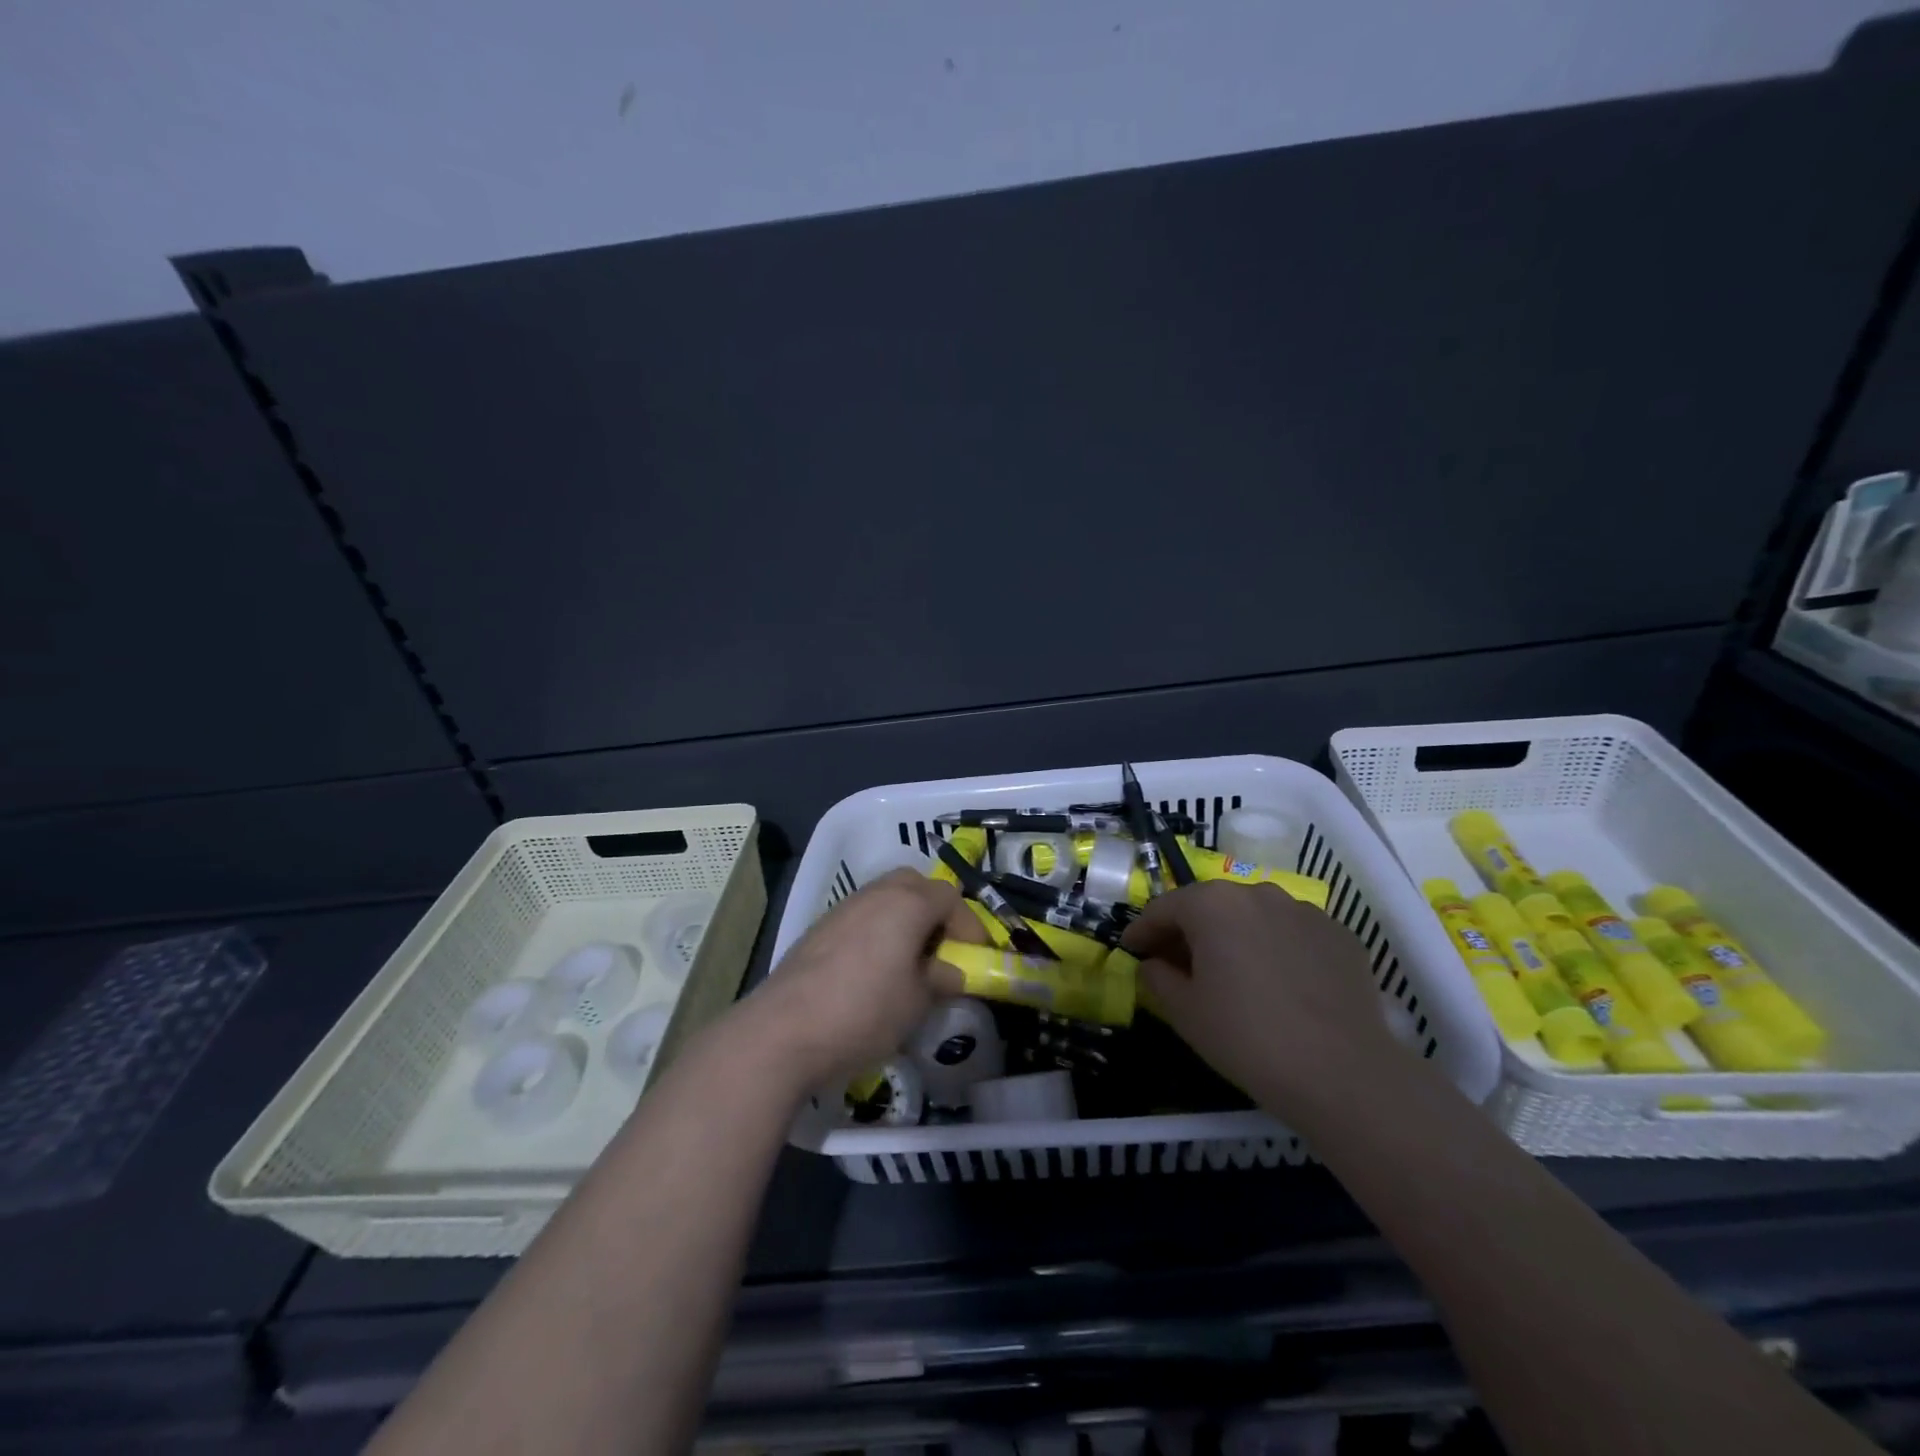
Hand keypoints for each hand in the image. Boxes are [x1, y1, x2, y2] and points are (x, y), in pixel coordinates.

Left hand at [742, 869, 965, 1090]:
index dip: (969, 925)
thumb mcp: (917, 1002)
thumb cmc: (864, 1012)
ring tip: (909, 961)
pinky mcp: (819, 927)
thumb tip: (951, 971)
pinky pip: (861, 915)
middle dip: (935, 911)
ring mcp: (843, 907)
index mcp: (907, 903)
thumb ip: (941, 979)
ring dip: (904, 919)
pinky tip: (873, 969)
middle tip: (942, 949)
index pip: (950, 896)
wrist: (783, 1029)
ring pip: (885, 897)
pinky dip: (877, 930)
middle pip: (915, 885)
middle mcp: (876, 893)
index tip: (974, 958)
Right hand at [1122, 880, 1402, 1117]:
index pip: (1163, 908)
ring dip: (1234, 936)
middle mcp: (1257, 893)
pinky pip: (1291, 933)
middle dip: (1188, 932)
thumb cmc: (1247, 1037)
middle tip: (1177, 965)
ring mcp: (1303, 910)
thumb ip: (1157, 977)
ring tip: (1231, 973)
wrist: (1344, 1073)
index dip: (1142, 931)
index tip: (1131, 952)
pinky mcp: (1339, 934)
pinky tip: (1278, 984)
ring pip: (1253, 916)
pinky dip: (1275, 948)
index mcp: (1212, 904)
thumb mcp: (1184, 1012)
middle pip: (1209, 906)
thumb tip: (1153, 963)